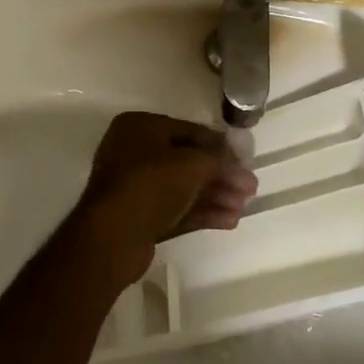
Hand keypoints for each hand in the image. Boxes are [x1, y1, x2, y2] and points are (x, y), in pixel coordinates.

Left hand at [66, 111, 257, 288]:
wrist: (113, 236)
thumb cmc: (151, 184)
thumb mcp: (192, 163)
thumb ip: (217, 159)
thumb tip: (237, 163)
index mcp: (140, 127)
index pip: (189, 130)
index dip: (220, 145)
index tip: (245, 159)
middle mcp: (134, 152)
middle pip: (188, 161)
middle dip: (221, 175)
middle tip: (250, 188)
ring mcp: (135, 186)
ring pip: (183, 187)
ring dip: (215, 195)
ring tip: (244, 207)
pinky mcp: (139, 216)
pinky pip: (176, 208)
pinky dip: (202, 212)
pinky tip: (230, 220)